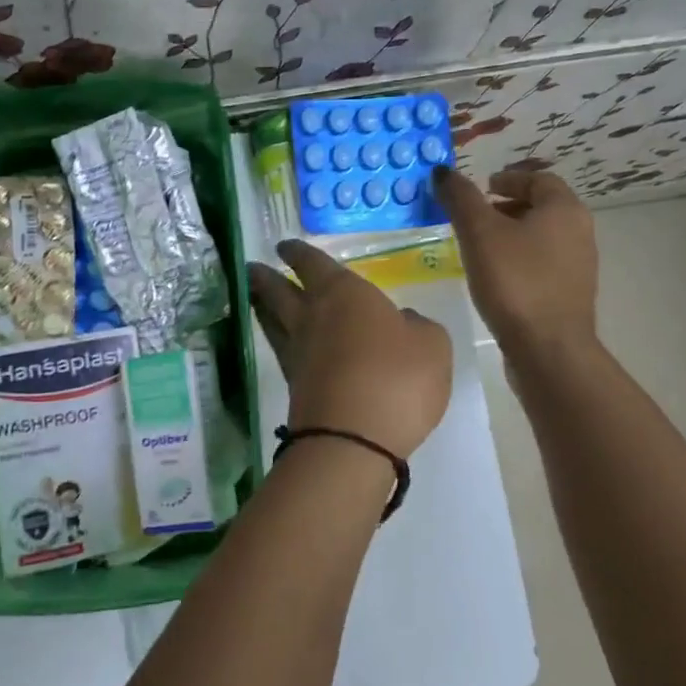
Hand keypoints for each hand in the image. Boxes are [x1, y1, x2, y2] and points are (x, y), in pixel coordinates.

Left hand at [248, 239, 452, 459]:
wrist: (352, 439)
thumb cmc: (397, 379)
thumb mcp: (432, 345)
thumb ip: (417, 327)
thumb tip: (401, 323)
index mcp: (343, 293)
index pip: (313, 263)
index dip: (298, 253)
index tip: (284, 246)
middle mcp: (312, 316)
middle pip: (279, 290)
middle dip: (266, 276)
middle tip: (254, 268)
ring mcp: (297, 352)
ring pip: (272, 320)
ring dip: (262, 305)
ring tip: (256, 298)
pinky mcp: (293, 385)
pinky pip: (281, 350)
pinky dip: (279, 339)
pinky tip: (287, 342)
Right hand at [434, 165, 598, 352]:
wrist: (548, 348)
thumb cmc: (515, 282)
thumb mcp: (479, 233)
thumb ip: (460, 199)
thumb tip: (442, 171)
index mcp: (564, 209)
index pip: (538, 179)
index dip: (507, 180)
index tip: (481, 189)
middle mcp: (579, 231)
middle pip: (541, 207)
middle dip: (507, 207)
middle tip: (474, 217)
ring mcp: (578, 265)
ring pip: (541, 237)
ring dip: (512, 235)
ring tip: (478, 248)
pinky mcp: (569, 293)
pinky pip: (542, 264)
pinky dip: (519, 260)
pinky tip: (495, 278)